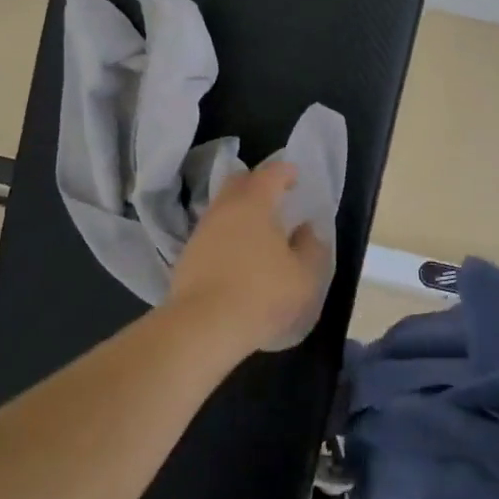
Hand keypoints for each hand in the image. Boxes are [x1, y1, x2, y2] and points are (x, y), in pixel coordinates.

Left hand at [168, 162, 329, 354]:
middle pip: (239, 182)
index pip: (271, 173)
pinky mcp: (187, 256)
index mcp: (254, 203)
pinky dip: (226, 236)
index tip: (296, 179)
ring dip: (240, 212)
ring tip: (258, 232)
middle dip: (257, 184)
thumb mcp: (304, 275)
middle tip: (275, 198)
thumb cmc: (262, 294)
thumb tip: (306, 230)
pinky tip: (237, 257)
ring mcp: (202, 231)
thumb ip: (311, 247)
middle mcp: (224, 208)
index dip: (286, 172)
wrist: (203, 327)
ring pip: (222, 208)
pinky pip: (212, 233)